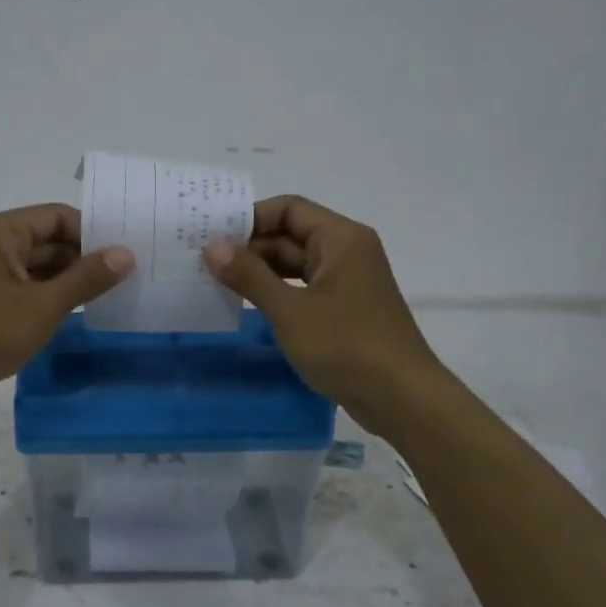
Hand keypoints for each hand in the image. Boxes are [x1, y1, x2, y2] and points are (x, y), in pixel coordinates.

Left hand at [0, 204, 133, 419]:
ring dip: (68, 282)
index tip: (125, 257)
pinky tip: (73, 316)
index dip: (93, 233)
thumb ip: (87, 278)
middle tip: (125, 280)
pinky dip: (47, 298)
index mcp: (0, 231)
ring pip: (37, 268)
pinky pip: (23, 289)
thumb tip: (126, 253)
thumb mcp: (43, 305)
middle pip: (47, 241)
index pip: (58, 216)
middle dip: (83, 259)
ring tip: (108, 299)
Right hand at [204, 195, 446, 433]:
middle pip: (291, 235)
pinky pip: (304, 289)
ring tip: (217, 283)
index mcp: (341, 239)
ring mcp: (348, 282)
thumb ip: (249, 276)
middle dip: (250, 247)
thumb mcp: (290, 310)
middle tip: (204, 263)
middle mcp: (347, 252)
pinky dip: (277, 293)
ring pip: (296, 265)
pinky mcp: (345, 310)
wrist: (401, 397)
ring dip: (260, 272)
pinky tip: (248, 306)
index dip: (250, 218)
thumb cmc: (346, 346)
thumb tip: (212, 246)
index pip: (289, 209)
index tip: (212, 236)